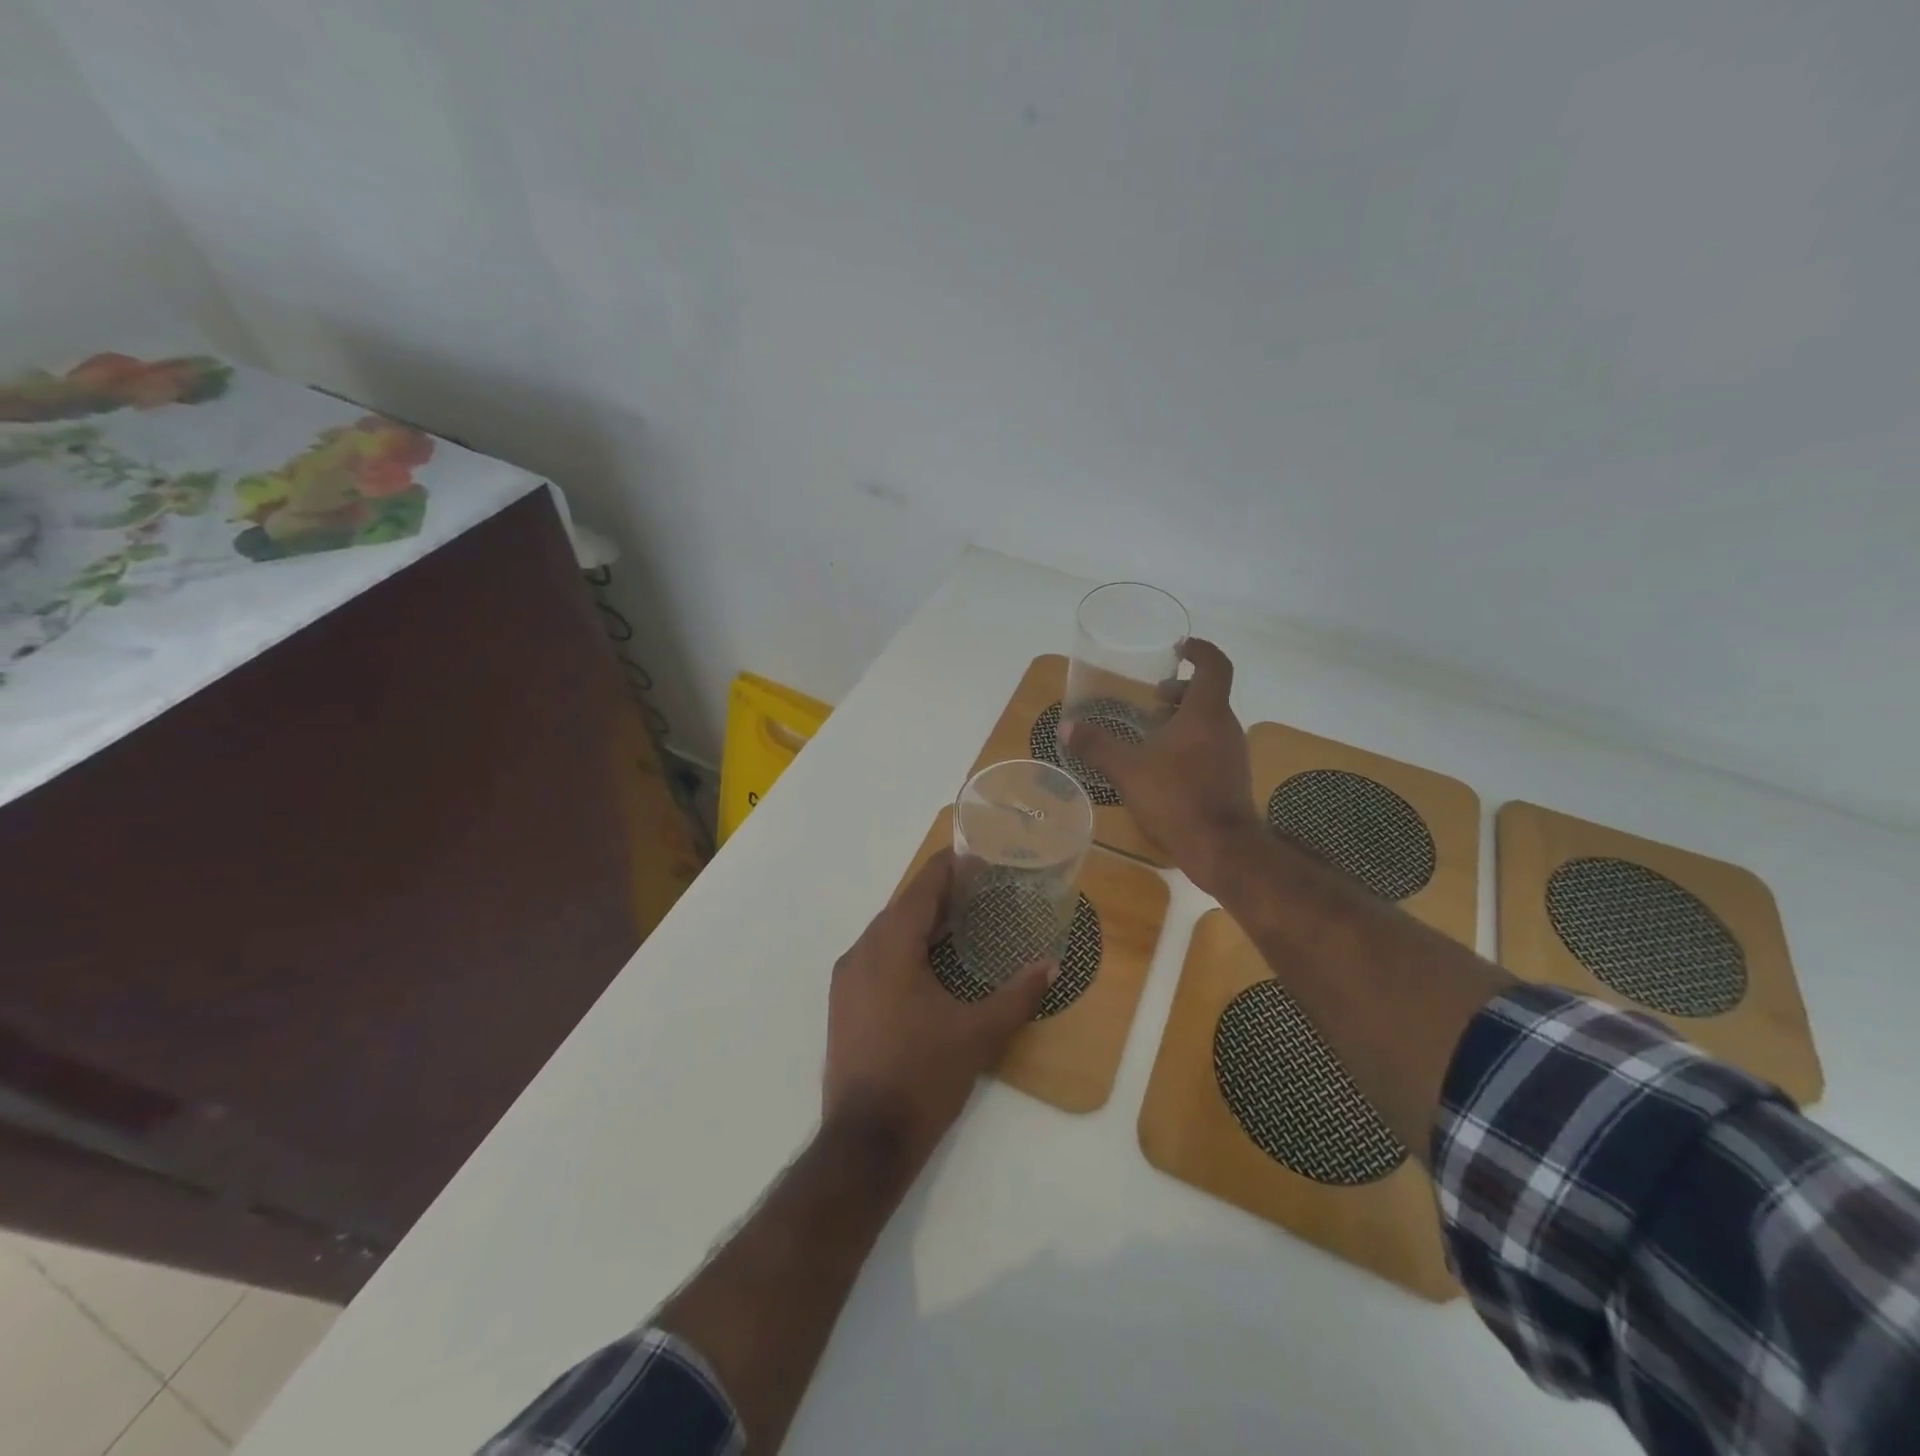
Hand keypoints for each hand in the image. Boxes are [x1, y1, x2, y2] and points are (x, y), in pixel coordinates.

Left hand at [823, 850, 1053, 1171]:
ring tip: (961, 919)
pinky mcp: (844, 1003)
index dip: (948, 866)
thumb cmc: (923, 1077)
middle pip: (903, 907)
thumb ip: (1017, 994)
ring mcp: (847, 979)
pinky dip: (905, 946)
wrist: (865, 1142)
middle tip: (980, 886)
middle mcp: (861, 953)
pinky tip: (931, 962)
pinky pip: (877, 956)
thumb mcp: (978, 1034)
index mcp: (890, 947)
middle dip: (939, 893)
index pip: (920, 888)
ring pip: (887, 932)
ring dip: (921, 921)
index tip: (976, 852)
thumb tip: (1052, 964)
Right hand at [1062, 637, 1260, 895]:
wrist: (1221, 848)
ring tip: (1152, 732)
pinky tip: (1164, 765)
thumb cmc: (1176, 798)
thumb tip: (1066, 727)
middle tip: (1153, 698)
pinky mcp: (1233, 777)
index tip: (1180, 648)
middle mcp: (1225, 726)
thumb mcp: (1128, 770)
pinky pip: (1212, 745)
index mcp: (1206, 713)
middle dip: (1181, 691)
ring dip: (1184, 718)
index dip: (1200, 651)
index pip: (1215, 666)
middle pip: (1209, 695)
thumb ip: (1097, 746)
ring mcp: (1233, 753)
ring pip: (1210, 722)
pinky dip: (1191, 742)